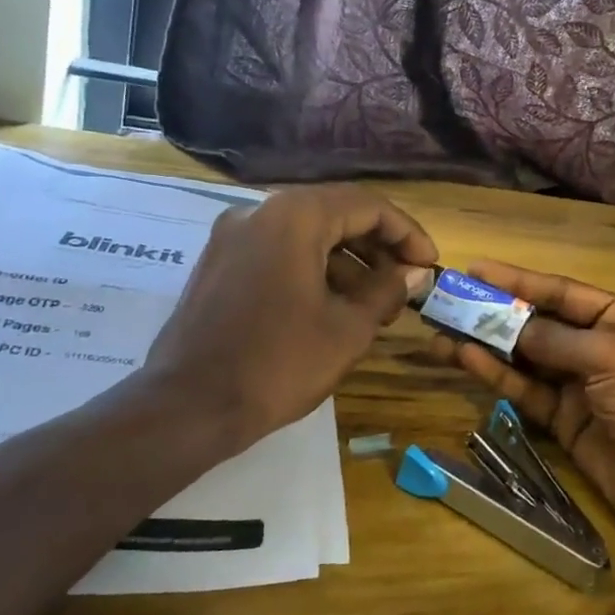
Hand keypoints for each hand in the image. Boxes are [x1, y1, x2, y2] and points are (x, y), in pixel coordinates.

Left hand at [141, 185, 437, 458]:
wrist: (185, 408)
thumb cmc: (277, 364)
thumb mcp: (348, 329)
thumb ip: (387, 290)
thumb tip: (414, 271)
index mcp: (294, 216)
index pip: (368, 206)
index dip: (407, 234)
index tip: (428, 265)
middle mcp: (260, 212)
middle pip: (336, 214)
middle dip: (378, 248)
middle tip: (405, 284)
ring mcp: (233, 236)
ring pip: (307, 234)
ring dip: (348, 262)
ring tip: (375, 305)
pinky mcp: (219, 263)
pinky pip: (279, 251)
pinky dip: (313, 269)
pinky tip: (334, 307)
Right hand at [428, 260, 614, 531]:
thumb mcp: (609, 358)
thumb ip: (555, 340)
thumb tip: (509, 326)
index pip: (560, 291)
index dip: (518, 280)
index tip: (476, 270)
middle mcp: (596, 345)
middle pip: (538, 322)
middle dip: (495, 313)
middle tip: (449, 301)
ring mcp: (578, 384)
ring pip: (524, 357)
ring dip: (486, 345)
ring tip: (442, 332)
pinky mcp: (563, 419)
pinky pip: (525, 389)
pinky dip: (497, 375)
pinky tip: (465, 358)